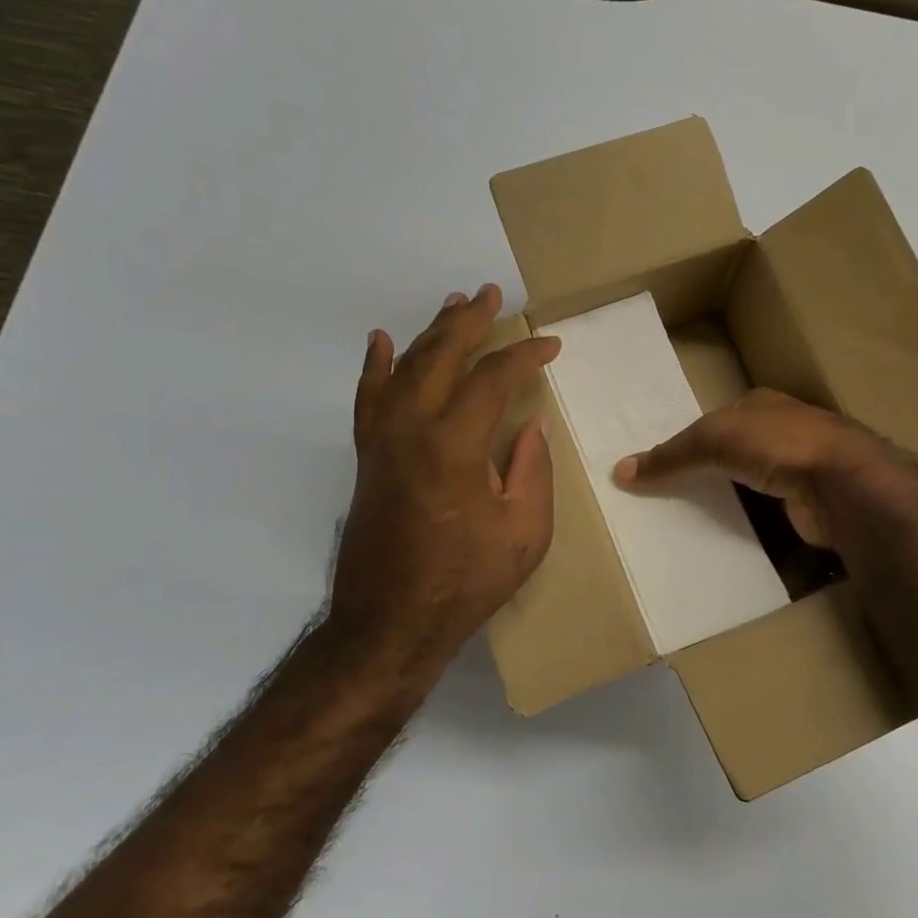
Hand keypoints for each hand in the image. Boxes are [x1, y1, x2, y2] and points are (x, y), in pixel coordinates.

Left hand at [327, 284, 560, 682]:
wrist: (389, 622)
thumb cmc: (465, 582)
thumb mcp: (524, 533)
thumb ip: (531, 471)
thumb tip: (528, 427)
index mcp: (455, 445)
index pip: (493, 379)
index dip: (525, 356)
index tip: (550, 346)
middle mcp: (411, 429)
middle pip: (440, 356)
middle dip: (470, 321)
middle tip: (492, 295)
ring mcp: (382, 440)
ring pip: (404, 367)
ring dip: (430, 333)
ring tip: (453, 305)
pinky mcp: (367, 456)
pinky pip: (369, 398)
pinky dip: (376, 366)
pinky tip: (381, 342)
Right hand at [613, 388, 917, 549]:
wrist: (843, 483)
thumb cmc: (778, 444)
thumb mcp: (713, 439)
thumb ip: (671, 455)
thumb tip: (620, 471)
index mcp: (763, 404)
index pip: (718, 419)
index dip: (691, 438)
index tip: (665, 464)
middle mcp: (783, 430)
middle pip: (735, 450)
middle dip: (709, 468)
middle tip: (671, 494)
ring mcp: (799, 467)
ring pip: (751, 481)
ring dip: (729, 496)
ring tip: (691, 518)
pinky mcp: (807, 502)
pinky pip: (767, 511)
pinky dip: (749, 520)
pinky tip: (729, 534)